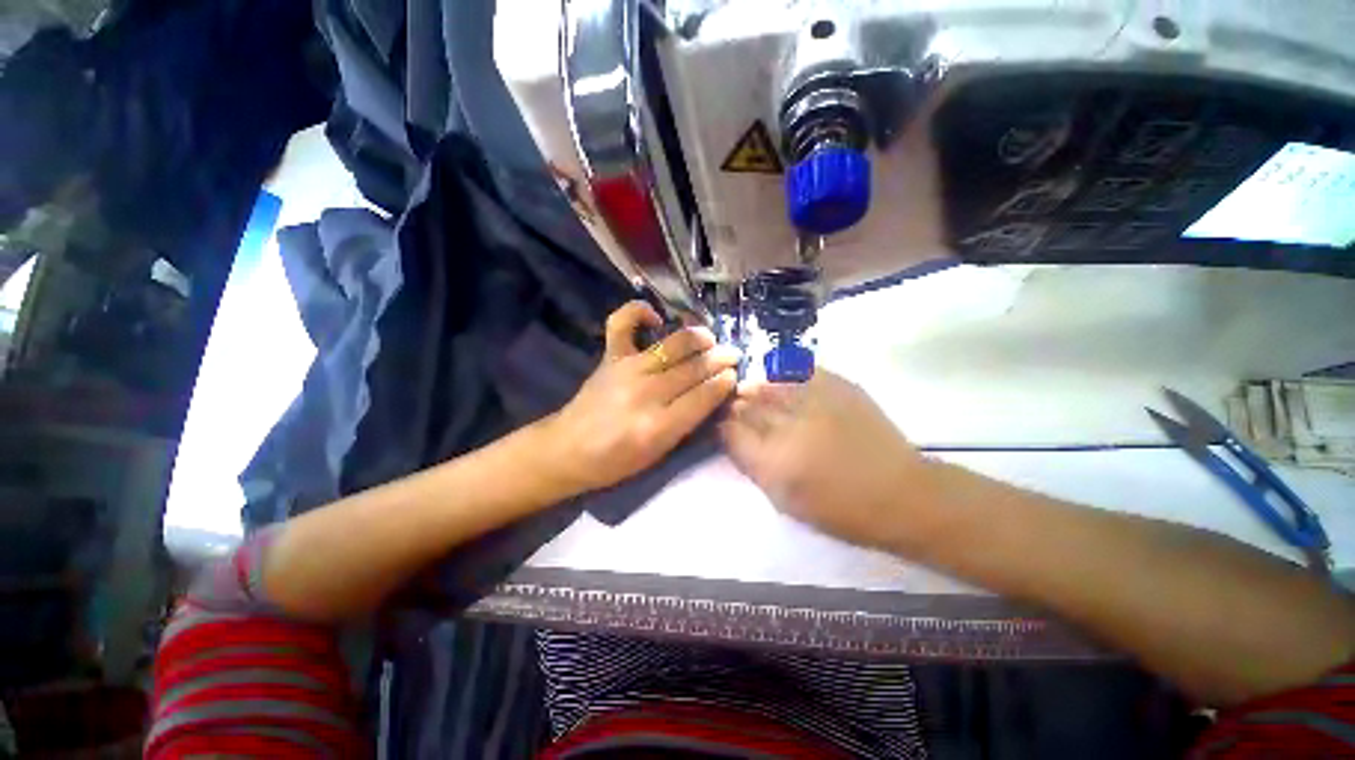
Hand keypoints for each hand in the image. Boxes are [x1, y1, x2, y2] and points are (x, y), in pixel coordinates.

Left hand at [541, 301, 738, 493]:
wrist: (568, 449)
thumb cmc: (616, 461)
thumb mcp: (659, 453)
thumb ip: (687, 423)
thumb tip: (713, 393)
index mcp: (659, 426)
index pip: (704, 396)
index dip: (724, 383)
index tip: (735, 375)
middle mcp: (646, 393)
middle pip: (693, 369)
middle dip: (719, 359)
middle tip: (733, 355)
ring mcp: (626, 369)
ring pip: (673, 344)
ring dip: (698, 337)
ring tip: (710, 338)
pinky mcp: (610, 357)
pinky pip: (622, 322)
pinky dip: (638, 311)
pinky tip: (655, 317)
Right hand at [720, 370, 935, 549]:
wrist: (902, 494)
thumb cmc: (839, 509)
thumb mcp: (785, 501)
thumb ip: (752, 466)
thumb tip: (731, 437)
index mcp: (774, 460)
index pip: (730, 431)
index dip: (723, 426)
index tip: (724, 427)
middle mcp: (790, 425)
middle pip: (747, 405)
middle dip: (736, 406)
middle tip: (736, 409)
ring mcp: (815, 401)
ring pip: (769, 384)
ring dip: (756, 388)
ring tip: (754, 392)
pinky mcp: (839, 386)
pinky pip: (799, 371)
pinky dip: (784, 375)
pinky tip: (782, 381)